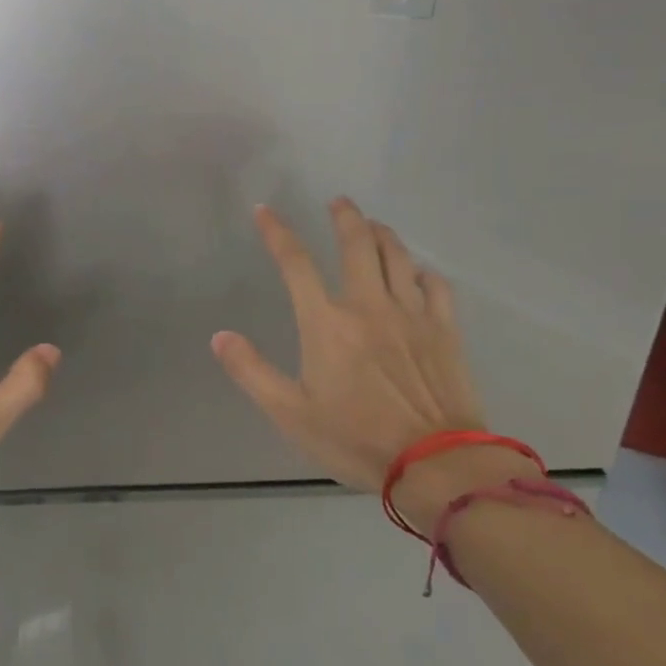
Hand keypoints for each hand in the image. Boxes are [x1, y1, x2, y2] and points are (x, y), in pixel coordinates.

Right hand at [213, 198, 531, 525]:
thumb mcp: (290, 413)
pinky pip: (435, 286)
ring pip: (398, 256)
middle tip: (339, 202)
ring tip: (374, 224)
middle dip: (345, 216)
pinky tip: (419, 272)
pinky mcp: (445, 330)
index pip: (295, 262)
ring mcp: (412, 314)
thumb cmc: (356, 439)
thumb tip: (220, 337)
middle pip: (357, 243)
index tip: (264, 210)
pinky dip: (423, 272)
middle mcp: (369, 305)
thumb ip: (252, 372)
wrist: (435, 464)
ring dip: (383, 233)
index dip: (277, 232)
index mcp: (327, 322)